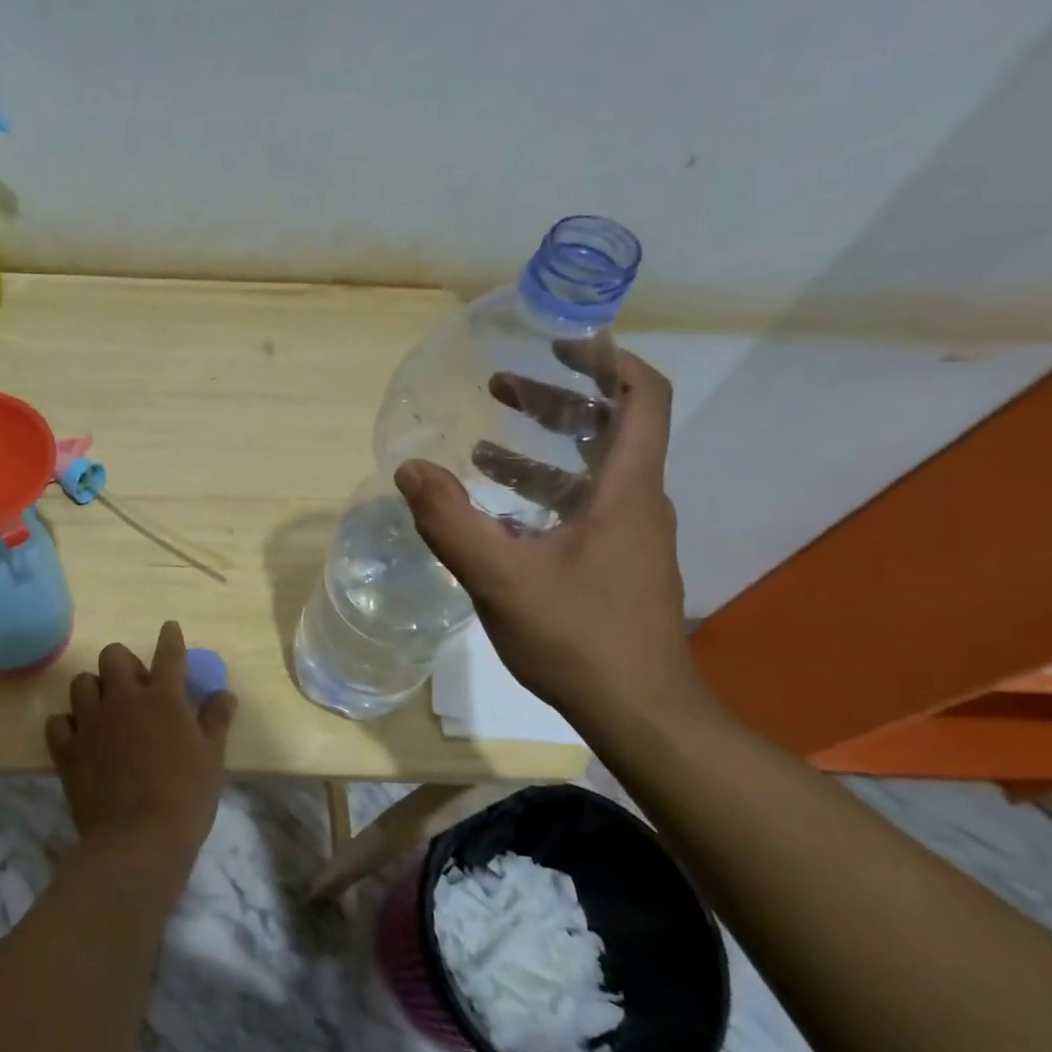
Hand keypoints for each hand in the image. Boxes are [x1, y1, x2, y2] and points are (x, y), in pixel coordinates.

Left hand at [45, 622, 236, 871]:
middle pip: (113, 656)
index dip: (170, 638)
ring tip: (104, 708)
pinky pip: (57, 722)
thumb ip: (216, 720)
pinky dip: (67, 724)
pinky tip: (79, 736)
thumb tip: (225, 693)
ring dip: (93, 689)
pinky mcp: (67, 750)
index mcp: (163, 698)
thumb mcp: (212, 758)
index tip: (169, 629)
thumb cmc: (185, 798)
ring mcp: (90, 723)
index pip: (168, 654)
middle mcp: (123, 700)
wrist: (138, 841)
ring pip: (81, 683)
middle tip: (135, 685)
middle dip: (123, 662)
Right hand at [394, 349, 702, 731]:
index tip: (560, 341)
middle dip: (556, 400)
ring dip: (541, 449)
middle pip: (609, 428)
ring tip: (482, 444)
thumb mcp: (502, 577)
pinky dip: (540, 493)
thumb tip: (409, 468)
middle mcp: (636, 503)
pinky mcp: (614, 564)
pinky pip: (579, 508)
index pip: (641, 398)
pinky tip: (496, 511)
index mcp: (625, 491)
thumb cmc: (578, 637)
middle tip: (501, 384)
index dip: (607, 360)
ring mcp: (627, 536)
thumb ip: (451, 521)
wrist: (638, 710)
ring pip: (590, 472)